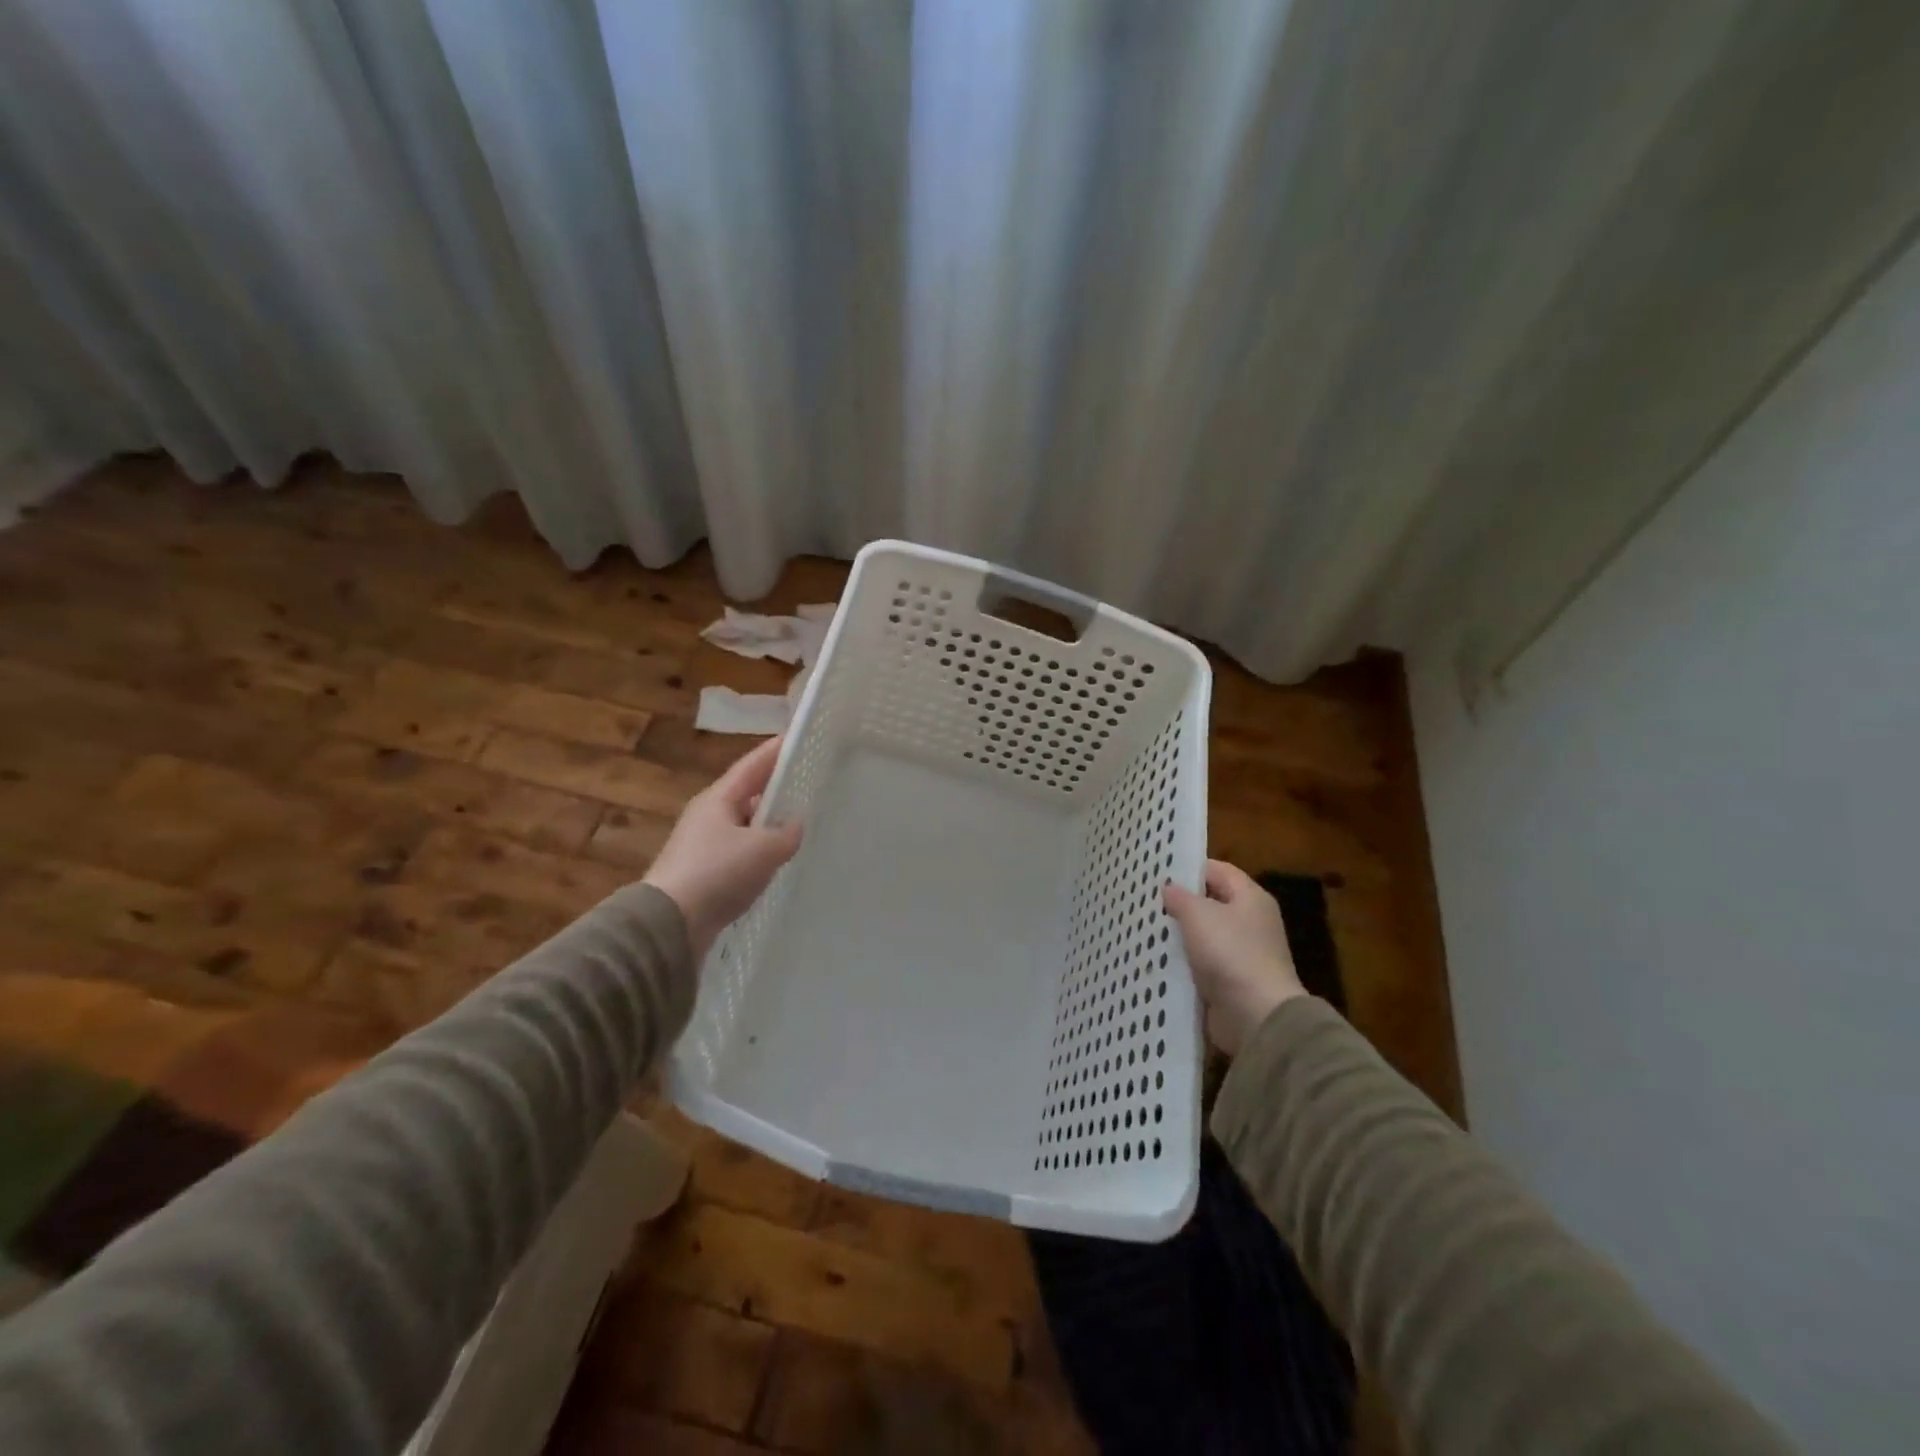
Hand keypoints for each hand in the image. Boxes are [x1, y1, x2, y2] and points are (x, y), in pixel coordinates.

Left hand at [644, 737, 802, 960]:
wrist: (668, 925)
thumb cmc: (716, 874)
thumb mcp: (762, 849)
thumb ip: (785, 833)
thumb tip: (794, 825)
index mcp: (718, 799)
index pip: (752, 766)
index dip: (775, 751)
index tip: (797, 737)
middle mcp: (708, 817)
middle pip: (748, 794)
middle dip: (775, 788)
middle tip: (807, 782)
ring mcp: (703, 847)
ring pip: (744, 826)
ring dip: (768, 824)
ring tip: (799, 824)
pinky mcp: (704, 875)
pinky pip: (739, 854)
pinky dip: (759, 853)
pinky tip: (776, 863)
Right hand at [1163, 859, 1305, 1054]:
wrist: (1256, 1017)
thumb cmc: (1230, 953)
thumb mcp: (1199, 915)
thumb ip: (1180, 897)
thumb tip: (1169, 888)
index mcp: (1251, 898)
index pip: (1218, 870)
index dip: (1189, 868)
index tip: (1157, 872)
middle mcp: (1250, 923)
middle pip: (1210, 903)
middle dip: (1179, 903)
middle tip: (1144, 900)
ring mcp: (1241, 954)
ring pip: (1202, 936)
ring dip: (1178, 935)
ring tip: (1142, 928)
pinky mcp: (1230, 982)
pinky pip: (1201, 964)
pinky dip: (1182, 963)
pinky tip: (1155, 960)